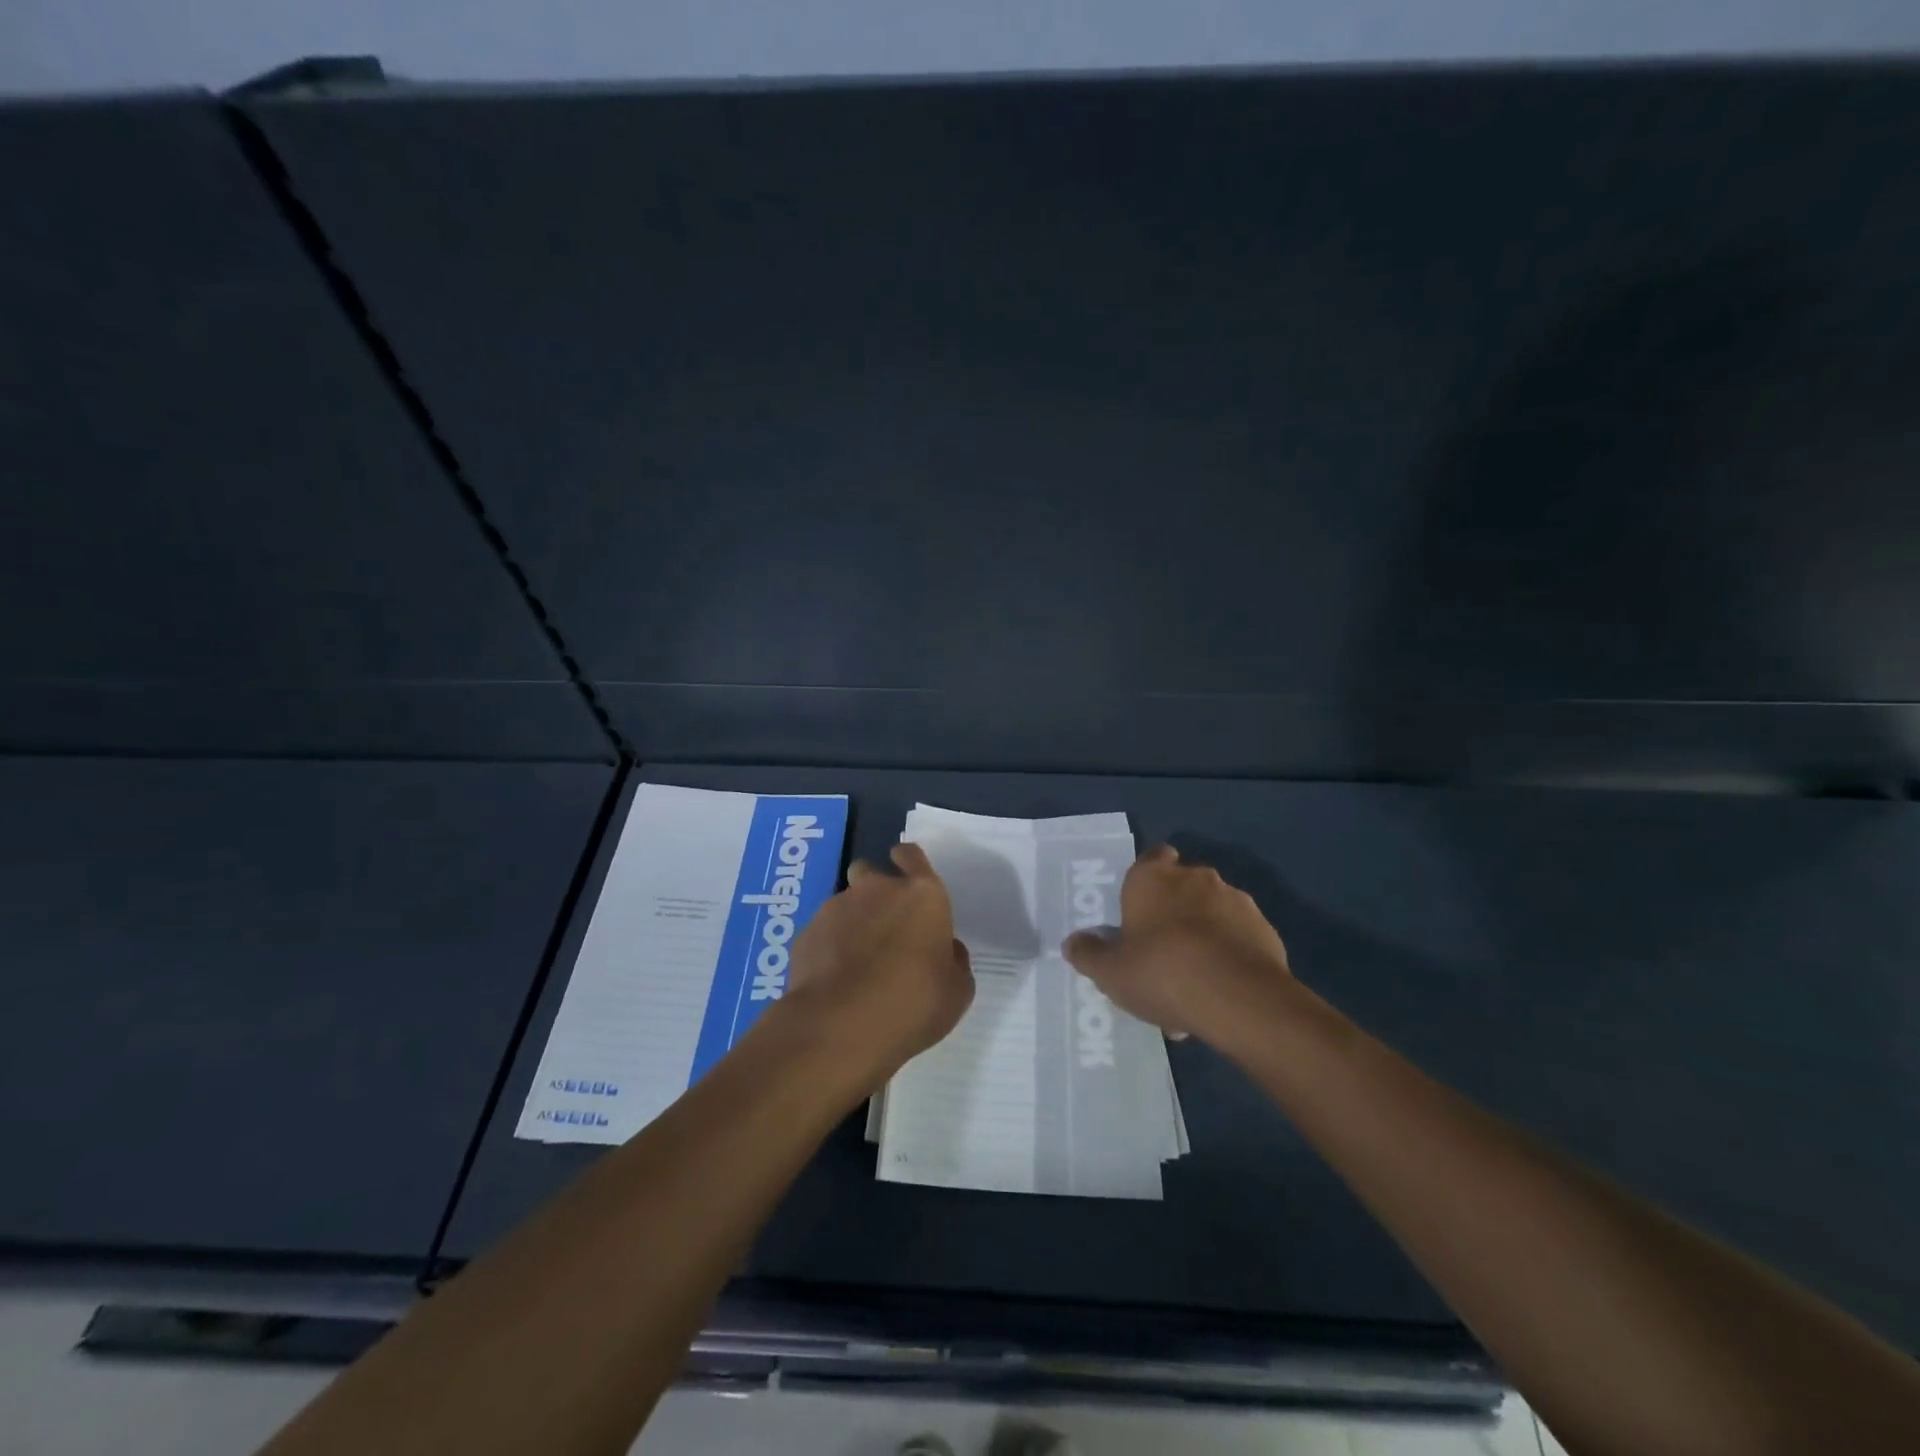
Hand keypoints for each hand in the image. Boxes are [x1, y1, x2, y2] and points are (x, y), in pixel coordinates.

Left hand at [775, 842, 974, 1092]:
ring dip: (852, 921)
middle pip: (870, 871)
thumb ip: (953, 960)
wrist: (841, 1026)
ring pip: (845, 902)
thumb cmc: (913, 1003)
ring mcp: (836, 908)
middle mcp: (877, 889)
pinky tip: (833, 979)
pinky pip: (822, 931)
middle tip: (883, 926)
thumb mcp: (956, 990)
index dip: (908, 862)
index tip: (906, 874)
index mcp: (922, 895)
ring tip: (856, 962)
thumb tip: (946, 949)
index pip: (912, 856)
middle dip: (874, 890)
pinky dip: (828, 946)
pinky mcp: (806, 933)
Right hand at [1062, 844, 1294, 1047]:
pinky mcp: (1264, 928)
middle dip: (1175, 910)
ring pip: (1213, 912)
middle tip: (1162, 951)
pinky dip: (1229, 953)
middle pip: (1183, 885)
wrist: (1239, 998)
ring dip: (1203, 934)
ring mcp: (1235, 900)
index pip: (1152, 857)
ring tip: (1193, 981)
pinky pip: (1238, 936)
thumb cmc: (1162, 972)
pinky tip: (1220, 989)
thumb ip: (1089, 955)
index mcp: (1152, 878)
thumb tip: (1073, 943)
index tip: (1141, 907)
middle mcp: (1195, 878)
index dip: (1146, 878)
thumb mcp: (1111, 973)